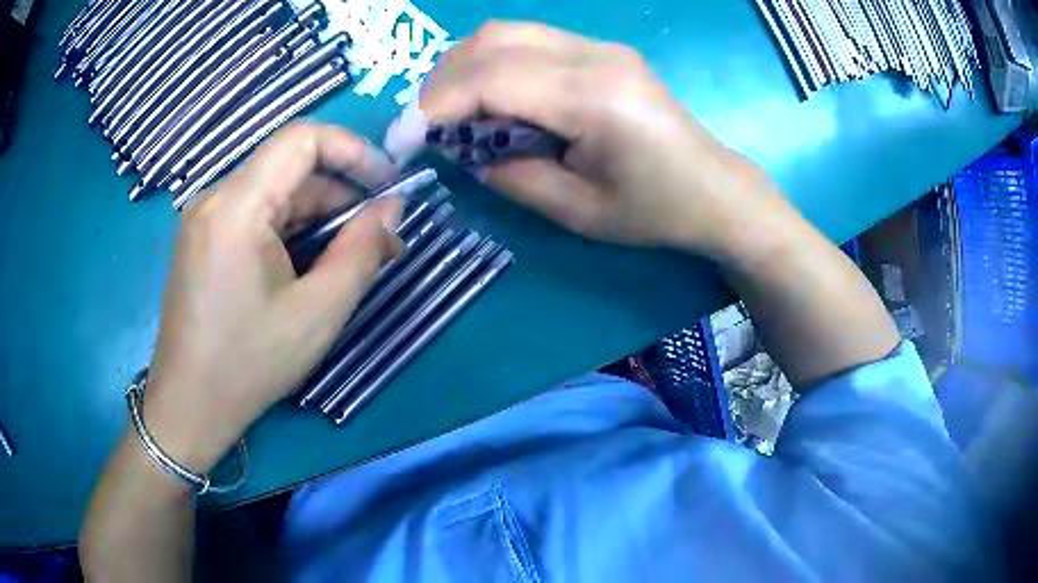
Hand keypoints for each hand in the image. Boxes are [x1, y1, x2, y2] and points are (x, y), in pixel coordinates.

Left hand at [142, 121, 401, 472]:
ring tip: (349, 260)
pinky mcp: (202, 237)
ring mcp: (204, 217)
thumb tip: (392, 207)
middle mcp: (215, 197)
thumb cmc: (249, 364)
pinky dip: (289, 230)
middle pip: (290, 168)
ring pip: (274, 192)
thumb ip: (362, 250)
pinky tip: (308, 266)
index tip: (387, 185)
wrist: (189, 406)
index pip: (302, 138)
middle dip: (340, 195)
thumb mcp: (318, 312)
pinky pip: (254, 214)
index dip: (353, 149)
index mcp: (237, 207)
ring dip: (317, 216)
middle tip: (378, 240)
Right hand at [385, 21, 779, 257]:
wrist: (715, 189)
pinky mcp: (601, 49)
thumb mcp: (578, 211)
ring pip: (506, 32)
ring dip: (464, 67)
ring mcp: (601, 46)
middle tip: (424, 126)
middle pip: (492, 40)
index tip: (402, 140)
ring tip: (451, 113)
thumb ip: (511, 174)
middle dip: (441, 81)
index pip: (492, 79)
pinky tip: (491, 98)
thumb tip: (463, 149)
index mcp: (596, 99)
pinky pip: (529, 41)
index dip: (434, 107)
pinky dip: (493, 64)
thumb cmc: (656, 212)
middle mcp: (596, 56)